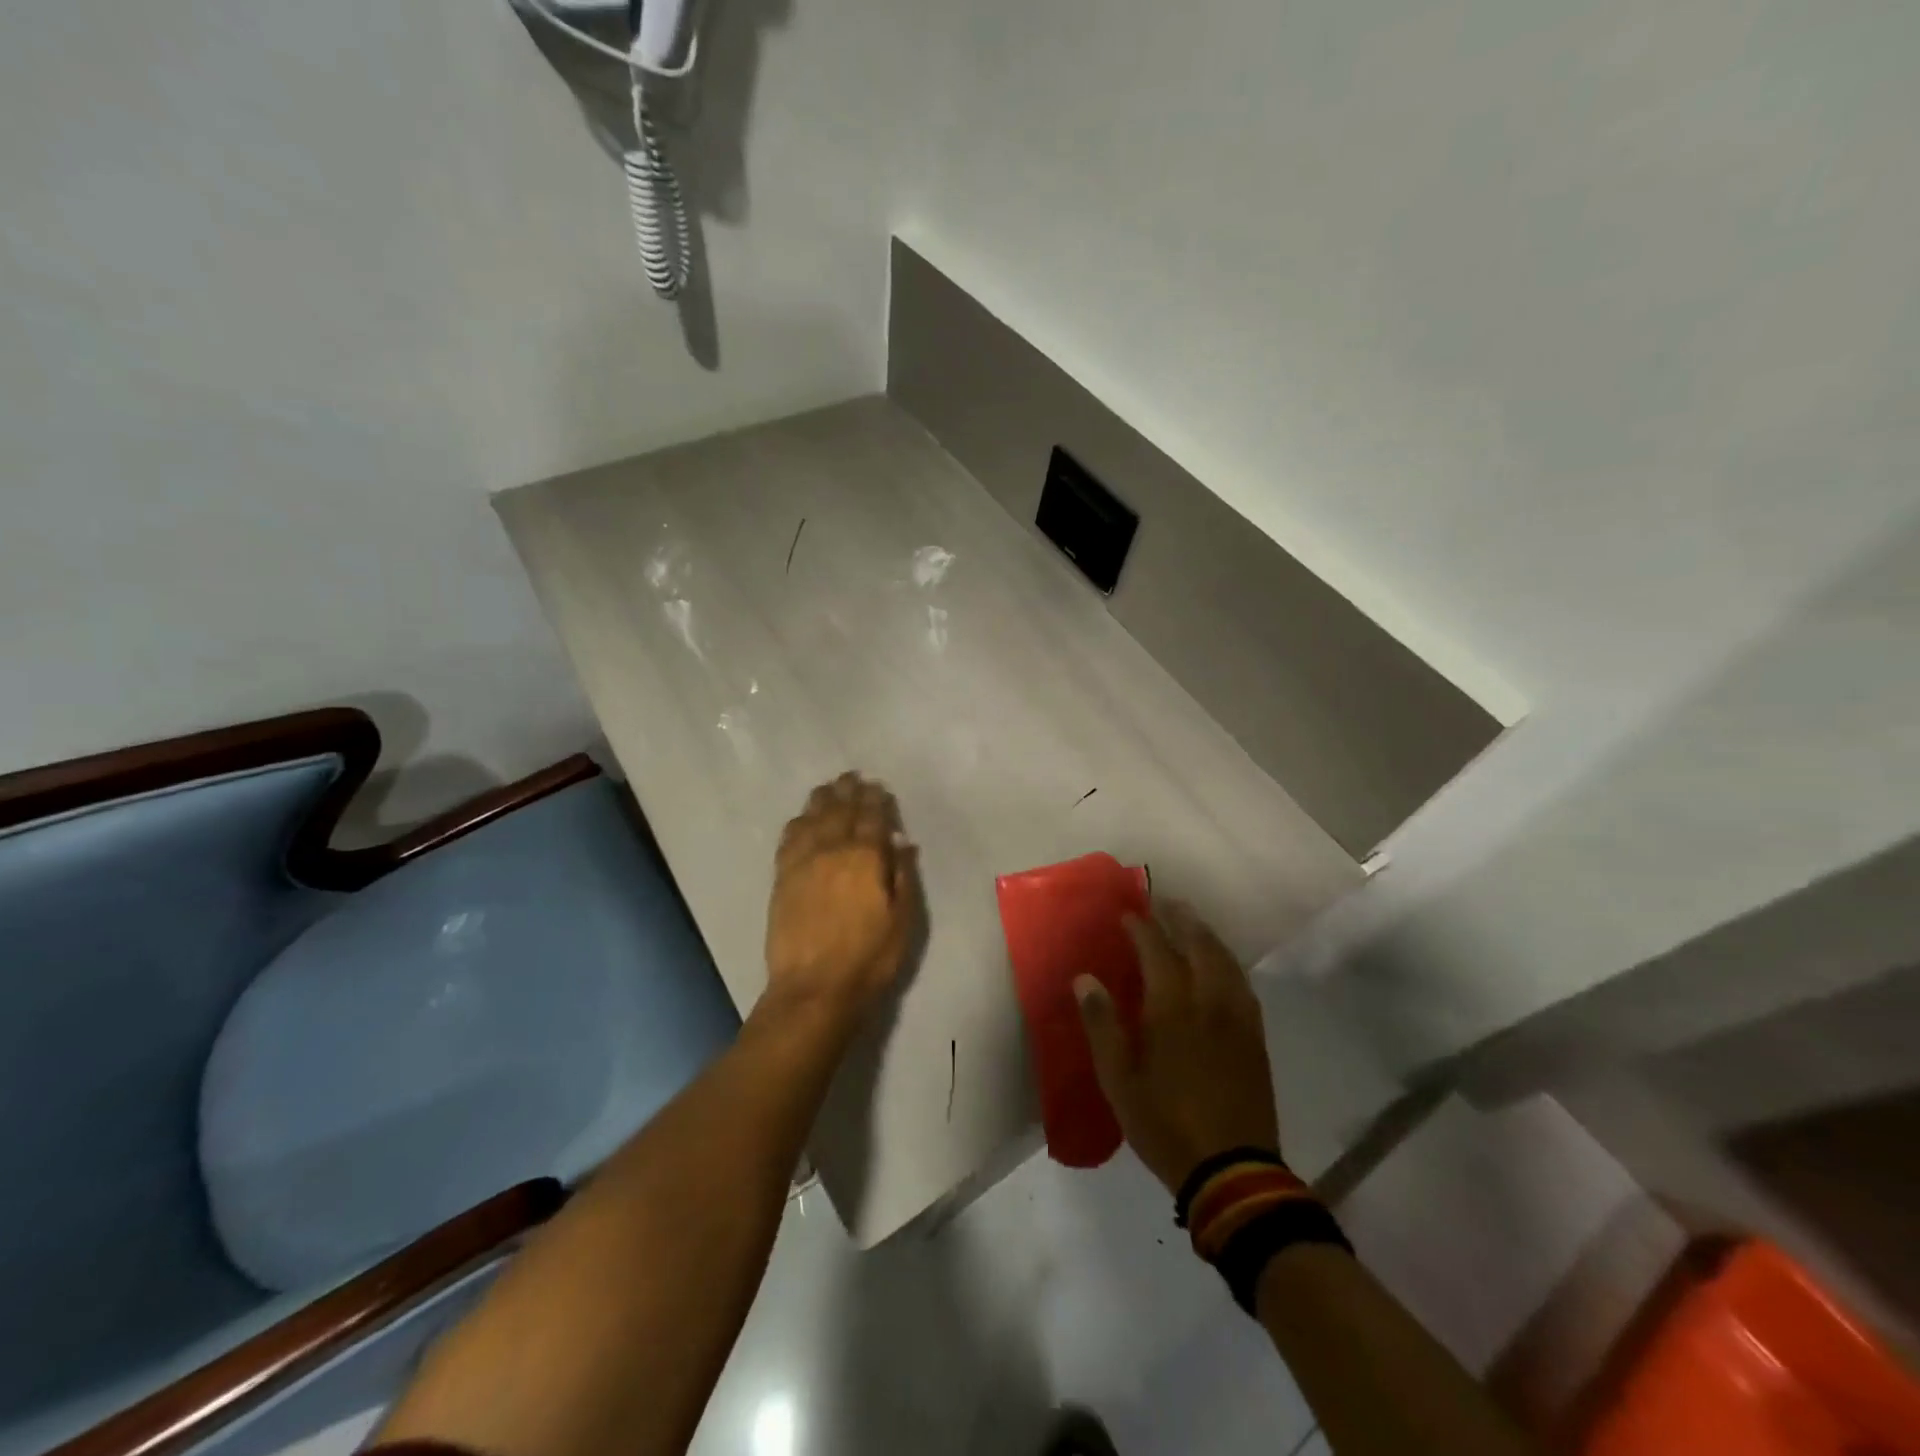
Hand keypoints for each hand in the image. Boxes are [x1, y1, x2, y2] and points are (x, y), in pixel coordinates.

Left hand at [764, 772, 918, 1022]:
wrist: (814, 988)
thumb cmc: (869, 958)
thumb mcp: (903, 920)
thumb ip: (903, 876)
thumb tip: (902, 842)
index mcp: (865, 857)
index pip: (872, 817)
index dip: (876, 799)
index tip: (878, 786)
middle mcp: (832, 850)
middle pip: (840, 810)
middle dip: (848, 791)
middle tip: (852, 776)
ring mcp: (803, 862)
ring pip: (812, 818)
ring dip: (822, 799)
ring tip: (829, 787)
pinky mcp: (782, 878)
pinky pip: (789, 838)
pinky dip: (798, 822)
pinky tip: (802, 818)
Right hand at [1074, 900, 1279, 1193]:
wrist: (1233, 1172)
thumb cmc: (1164, 1124)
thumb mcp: (1118, 1080)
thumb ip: (1102, 1024)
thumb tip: (1084, 979)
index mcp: (1172, 1009)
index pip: (1157, 951)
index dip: (1141, 928)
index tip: (1128, 913)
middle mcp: (1209, 1002)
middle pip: (1198, 945)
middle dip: (1180, 919)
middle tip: (1164, 902)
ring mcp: (1237, 1019)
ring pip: (1225, 961)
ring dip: (1207, 935)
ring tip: (1192, 922)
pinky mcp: (1255, 1038)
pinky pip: (1243, 985)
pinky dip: (1228, 963)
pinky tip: (1223, 965)